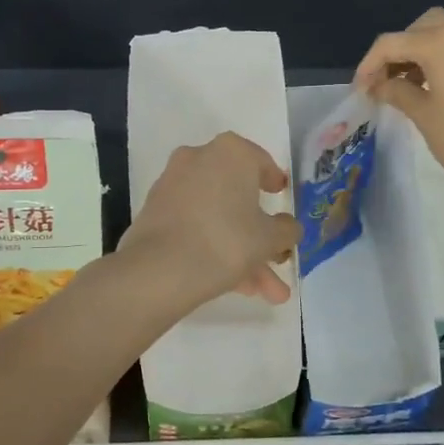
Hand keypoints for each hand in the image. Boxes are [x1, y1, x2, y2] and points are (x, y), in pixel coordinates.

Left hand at [120, 133, 299, 309]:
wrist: (160, 270)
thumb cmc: (227, 240)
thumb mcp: (270, 238)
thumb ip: (287, 230)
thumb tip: (288, 227)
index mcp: (231, 152)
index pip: (262, 163)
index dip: (275, 184)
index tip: (282, 200)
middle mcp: (199, 158)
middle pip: (238, 197)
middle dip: (261, 236)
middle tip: (277, 261)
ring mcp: (173, 185)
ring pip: (218, 217)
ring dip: (242, 252)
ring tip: (262, 292)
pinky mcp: (156, 212)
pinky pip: (195, 226)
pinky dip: (214, 249)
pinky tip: (234, 286)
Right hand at [354, 7, 443, 198]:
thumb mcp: (424, 116)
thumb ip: (398, 92)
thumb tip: (381, 85)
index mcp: (440, 42)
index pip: (392, 43)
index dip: (369, 65)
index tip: (361, 90)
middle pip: (422, 26)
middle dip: (400, 48)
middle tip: (388, 79)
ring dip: (424, 50)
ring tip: (412, 84)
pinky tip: (441, 88)